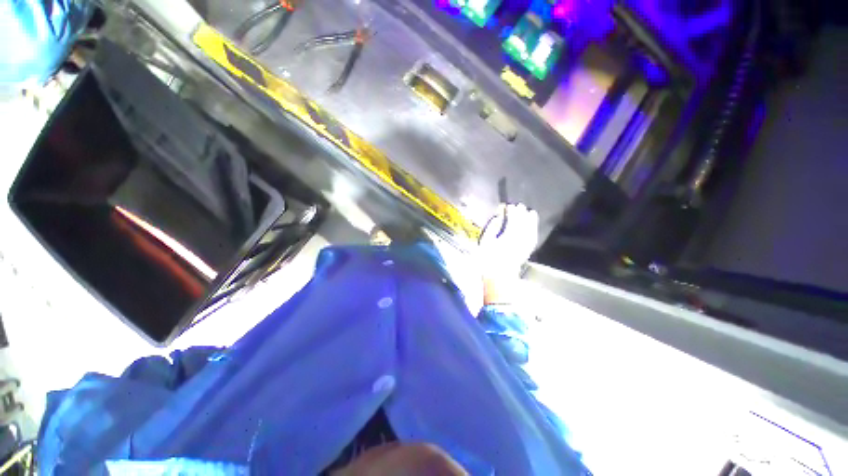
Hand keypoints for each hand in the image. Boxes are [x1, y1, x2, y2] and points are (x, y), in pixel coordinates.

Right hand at [478, 203, 538, 280]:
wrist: (498, 276)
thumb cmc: (488, 259)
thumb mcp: (485, 242)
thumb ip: (491, 228)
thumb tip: (498, 218)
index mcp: (508, 237)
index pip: (512, 221)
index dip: (512, 212)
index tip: (510, 206)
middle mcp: (519, 240)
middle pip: (523, 224)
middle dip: (522, 214)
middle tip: (520, 205)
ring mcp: (524, 246)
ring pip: (530, 230)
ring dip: (531, 221)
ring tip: (531, 213)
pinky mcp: (526, 252)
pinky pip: (533, 239)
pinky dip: (534, 232)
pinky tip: (533, 228)